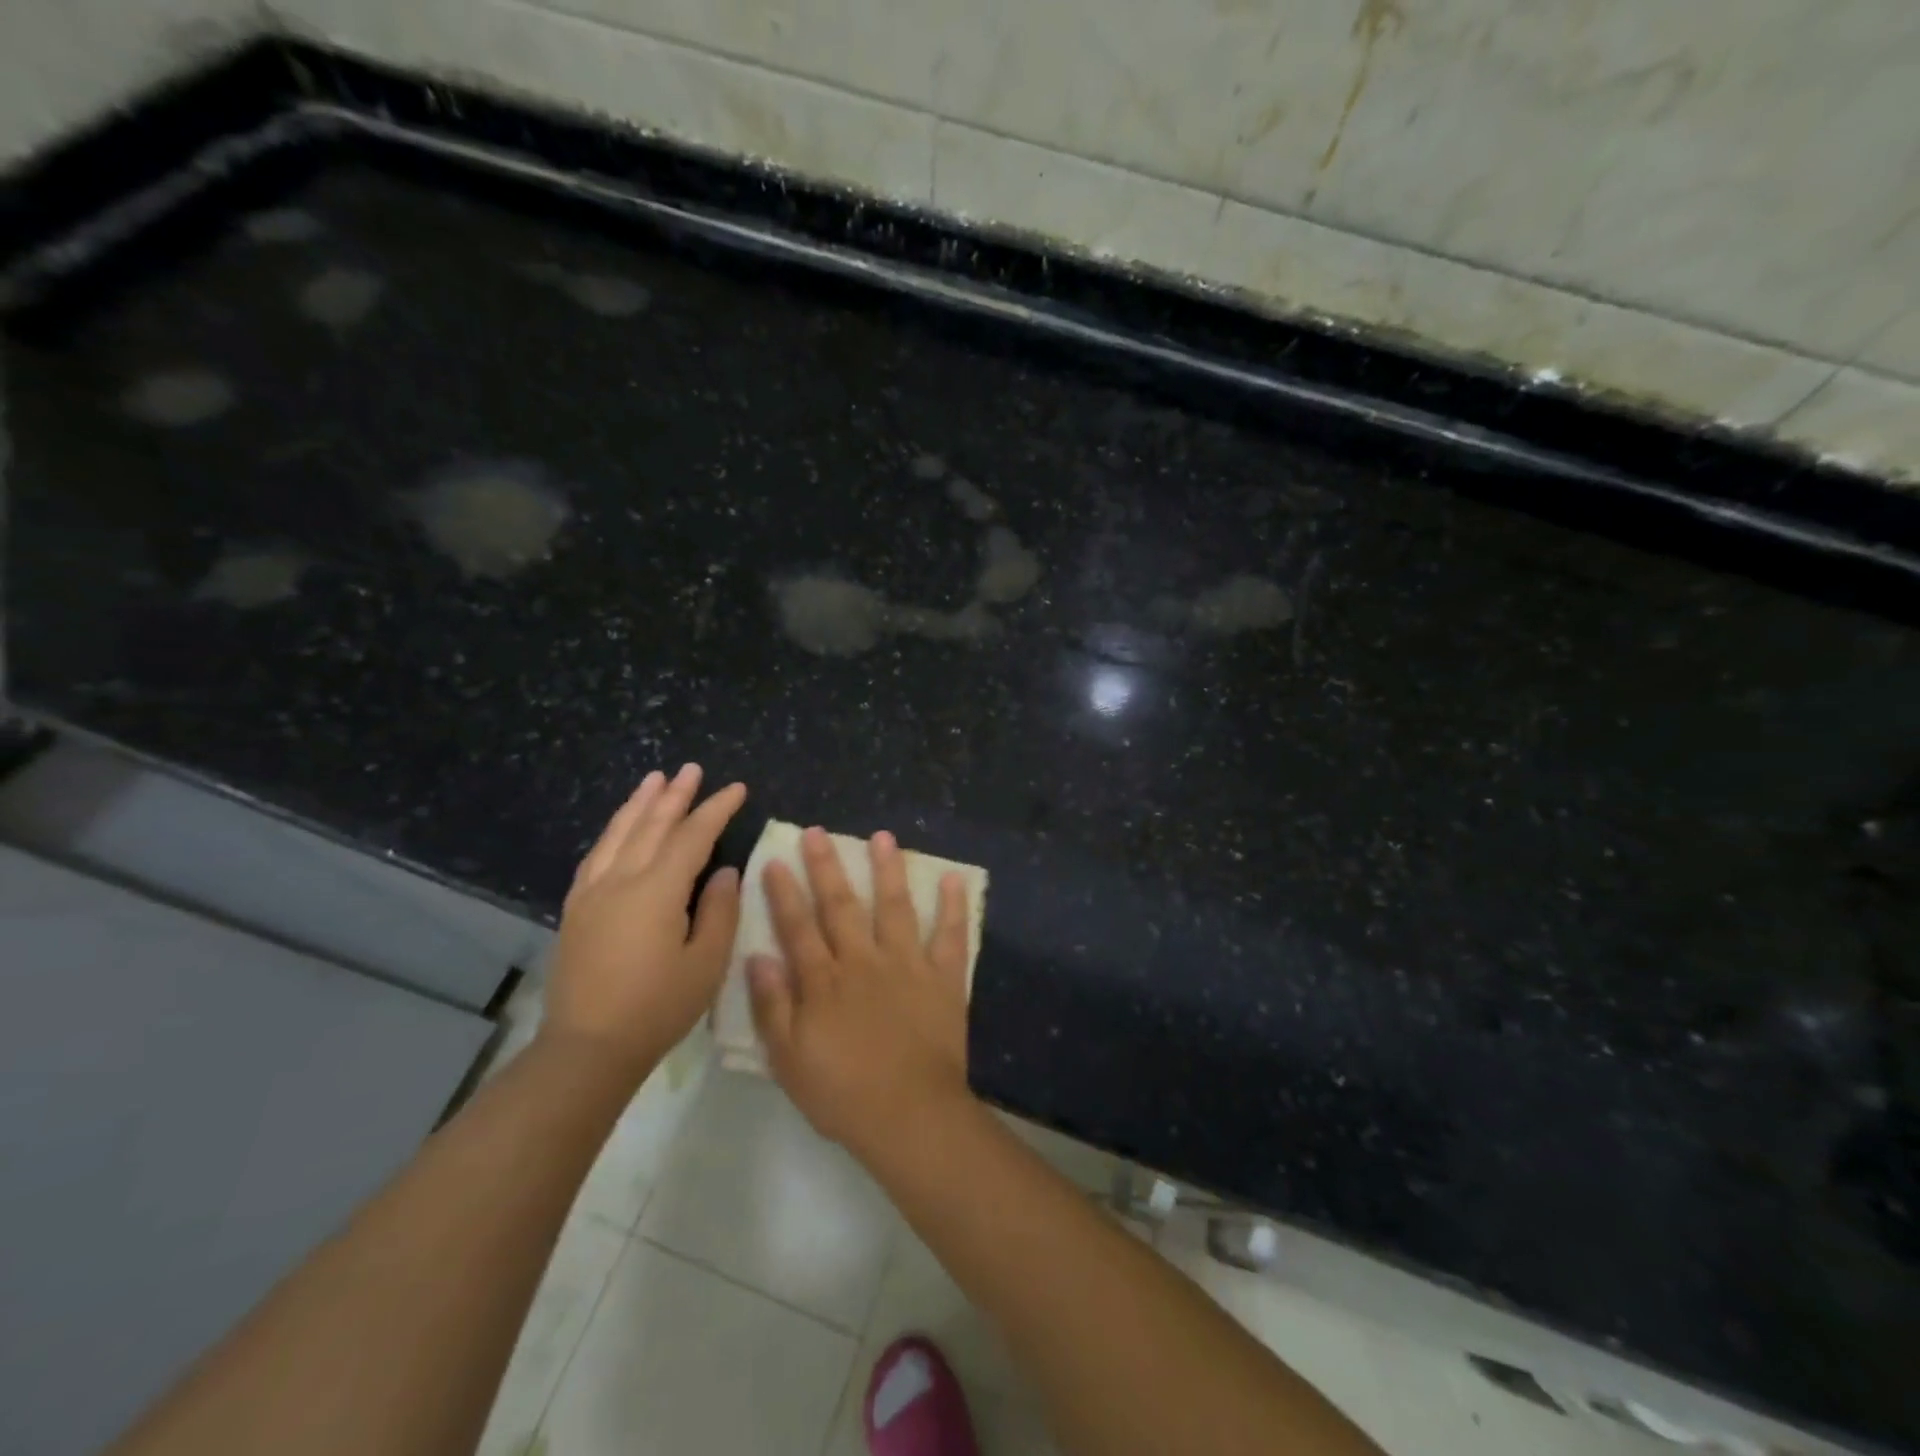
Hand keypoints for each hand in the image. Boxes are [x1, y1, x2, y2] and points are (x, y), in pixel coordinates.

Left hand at [542, 765, 746, 1082]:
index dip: (716, 810)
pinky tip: (620, 827)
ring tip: (655, 779)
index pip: (692, 836)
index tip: (737, 789)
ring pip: (619, 834)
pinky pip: (596, 856)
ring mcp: (593, 893)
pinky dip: (613, 832)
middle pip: (652, 825)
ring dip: (639, 804)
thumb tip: (726, 871)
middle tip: (692, 769)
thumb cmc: (657, 1008)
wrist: (587, 1048)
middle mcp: (621, 880)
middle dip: (676, 795)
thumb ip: (719, 911)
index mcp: (657, 891)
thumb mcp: (705, 963)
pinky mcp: (576, 910)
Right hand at [748, 826, 973, 1159]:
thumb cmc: (842, 1093)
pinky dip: (953, 907)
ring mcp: (907, 965)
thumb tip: (758, 956)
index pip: (798, 928)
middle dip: (827, 867)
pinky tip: (953, 879)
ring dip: (888, 870)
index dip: (784, 893)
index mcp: (824, 982)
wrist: (909, 1114)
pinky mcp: (943, 978)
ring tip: (883, 837)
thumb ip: (772, 1006)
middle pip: (841, 906)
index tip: (774, 860)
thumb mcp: (789, 1059)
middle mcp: (863, 961)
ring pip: (894, 907)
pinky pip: (950, 936)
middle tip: (818, 832)